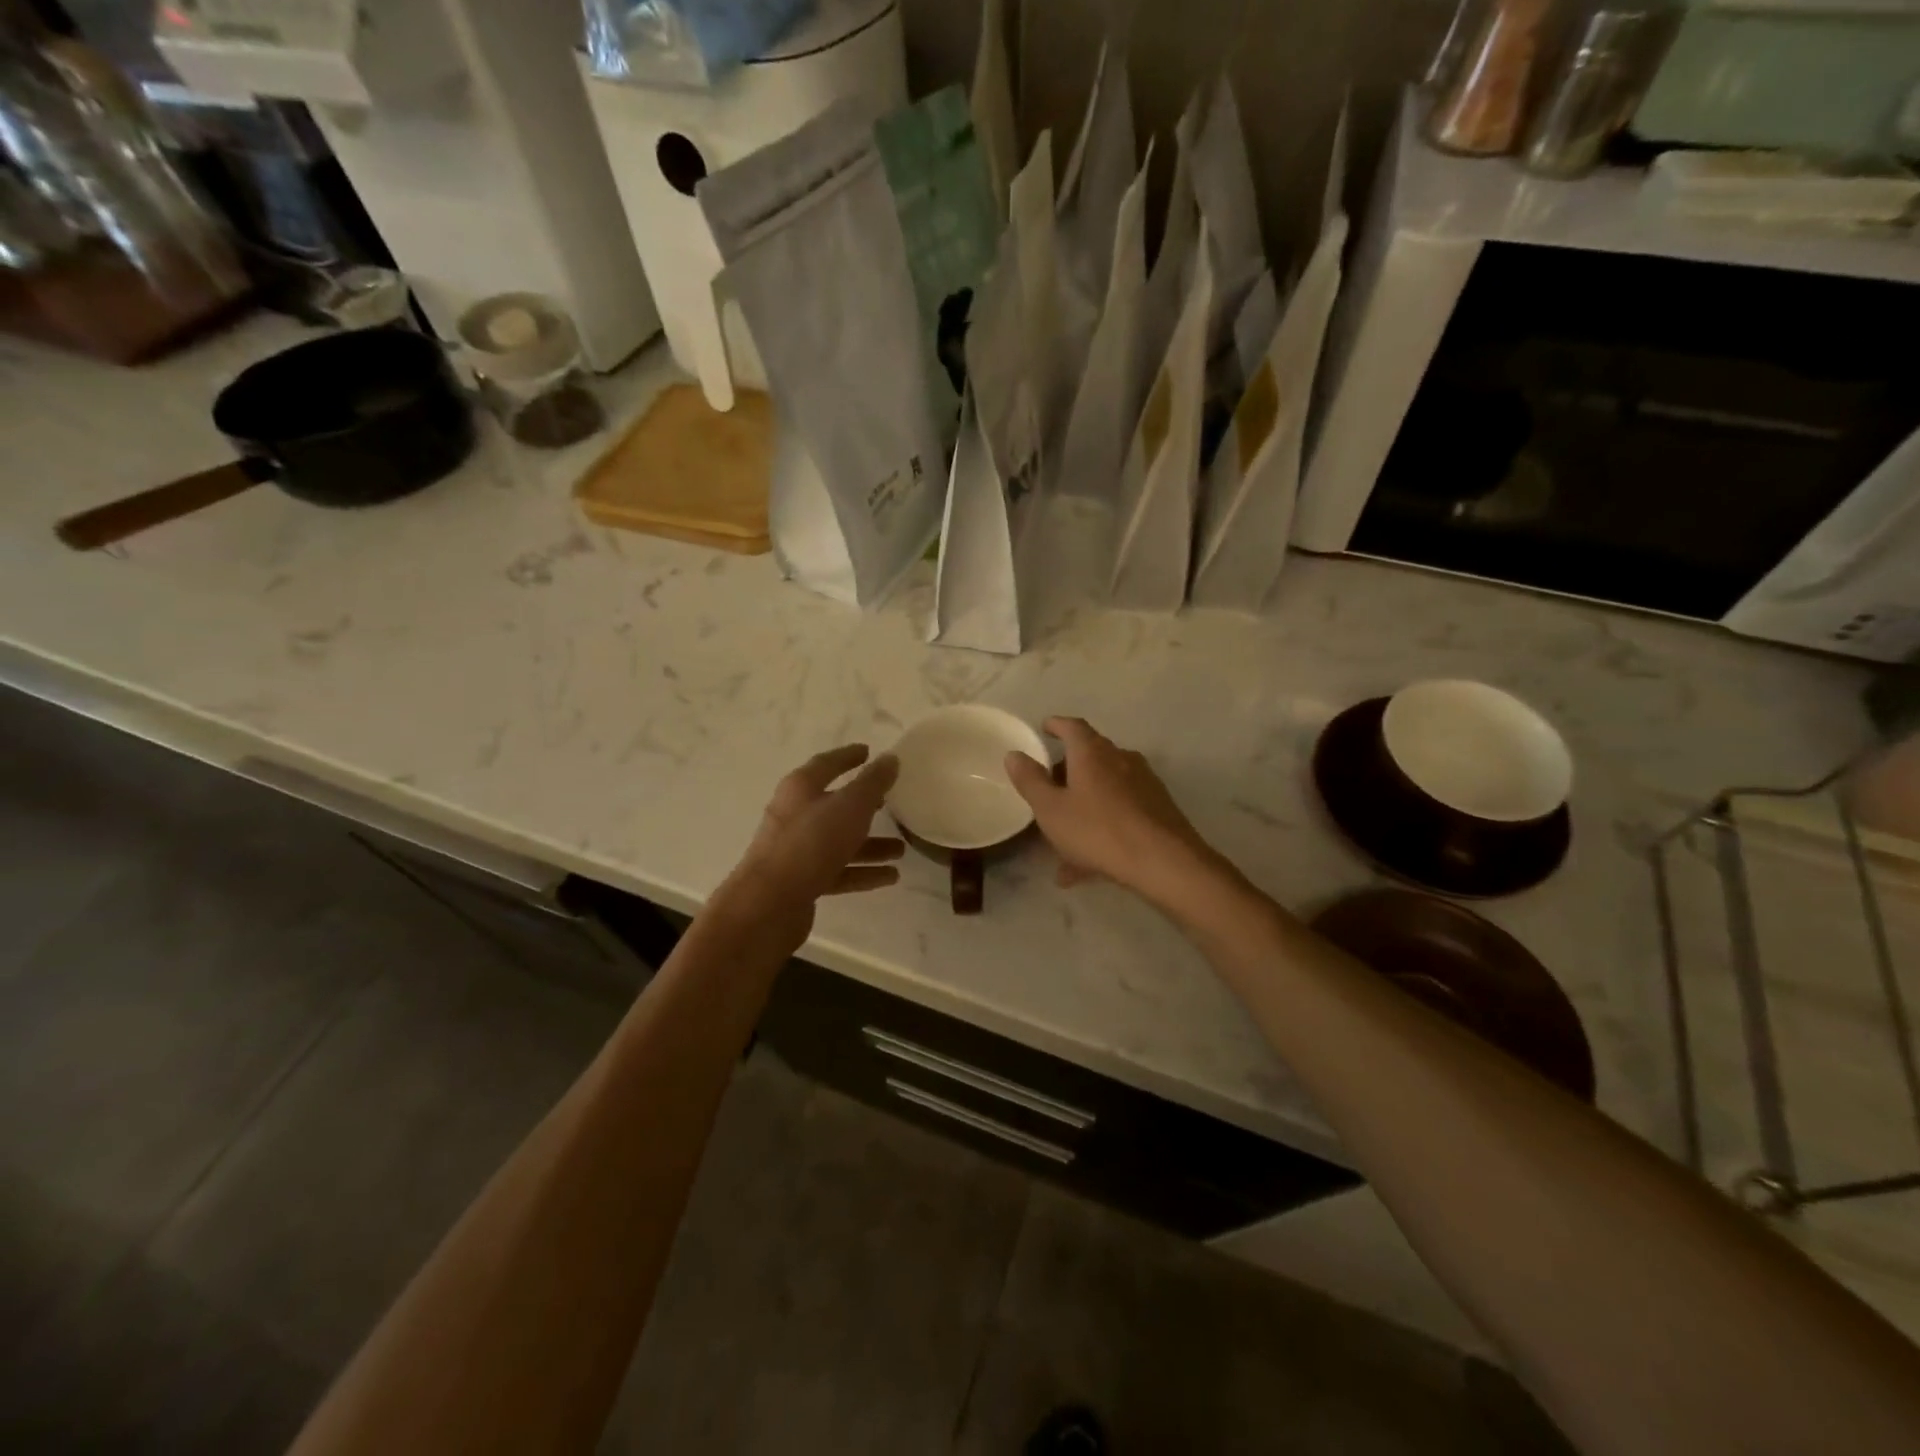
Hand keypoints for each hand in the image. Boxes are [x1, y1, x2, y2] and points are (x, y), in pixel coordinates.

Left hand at [720, 745, 903, 945]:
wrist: (769, 903)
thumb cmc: (811, 843)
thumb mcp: (851, 806)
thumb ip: (873, 782)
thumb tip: (890, 758)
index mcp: (801, 788)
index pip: (827, 764)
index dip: (848, 756)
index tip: (868, 751)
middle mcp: (795, 815)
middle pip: (834, 805)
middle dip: (864, 805)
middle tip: (891, 803)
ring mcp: (796, 850)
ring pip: (839, 841)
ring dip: (870, 845)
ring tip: (901, 850)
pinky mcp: (801, 881)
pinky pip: (838, 871)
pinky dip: (863, 872)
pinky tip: (890, 877)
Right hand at [1004, 717, 1228, 911]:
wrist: (1164, 861)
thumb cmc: (1098, 830)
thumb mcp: (1051, 809)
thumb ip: (1030, 781)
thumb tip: (1014, 754)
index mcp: (1092, 753)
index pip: (1072, 727)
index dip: (1056, 725)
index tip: (1045, 728)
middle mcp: (1120, 759)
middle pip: (1090, 756)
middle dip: (1068, 771)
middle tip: (1048, 788)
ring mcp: (1143, 783)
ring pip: (1104, 790)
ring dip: (1083, 807)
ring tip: (1062, 841)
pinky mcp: (1158, 808)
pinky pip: (1120, 812)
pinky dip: (1101, 827)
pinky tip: (1086, 866)